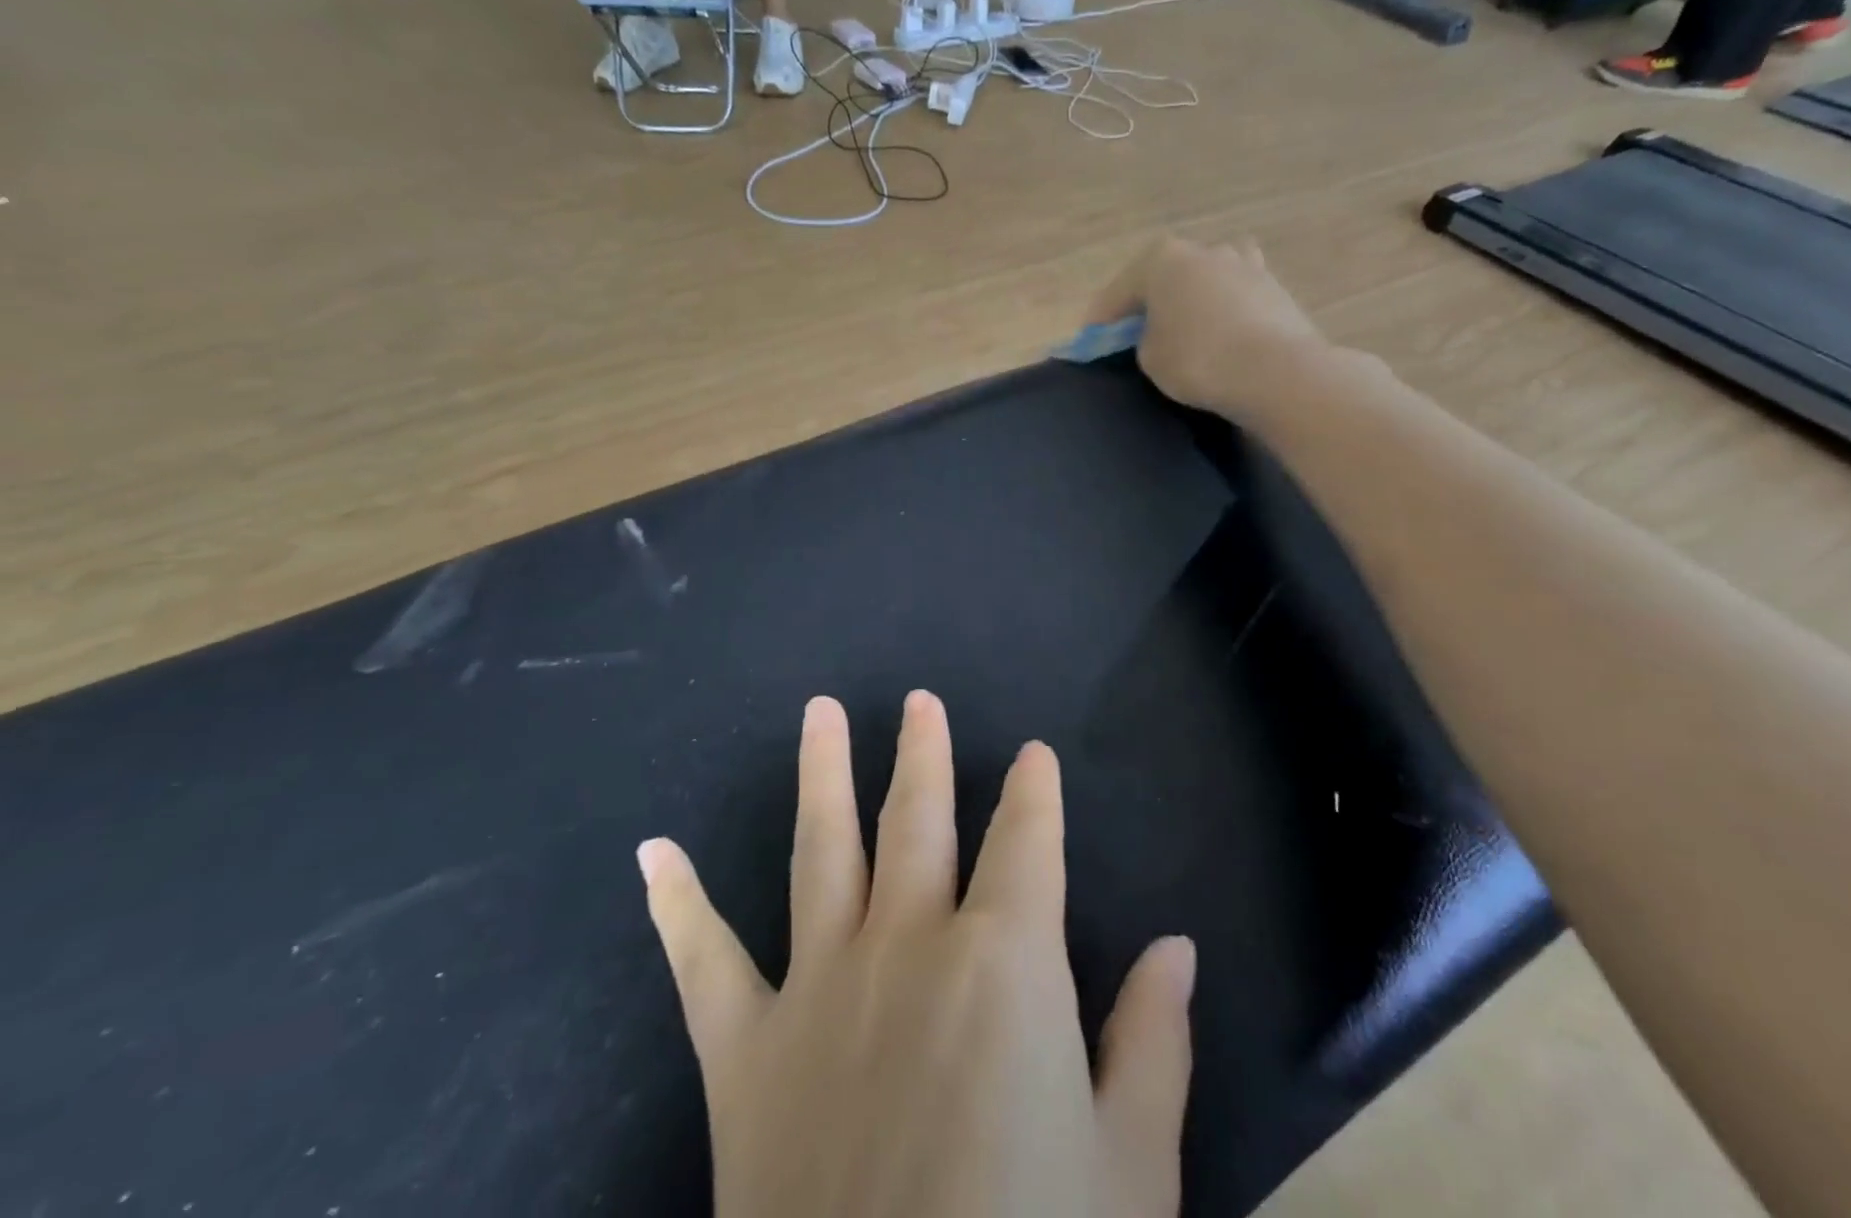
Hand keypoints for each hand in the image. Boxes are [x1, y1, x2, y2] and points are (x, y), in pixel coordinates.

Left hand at [637, 692, 1196, 1217]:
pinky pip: (703, 963)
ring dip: (821, 774)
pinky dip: (675, 904)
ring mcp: (819, 988)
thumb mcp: (1130, 1172)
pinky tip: (652, 854)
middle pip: (918, 819)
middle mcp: (907, 944)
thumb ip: (1151, 1042)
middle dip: (922, 753)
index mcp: (1003, 960)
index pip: (1027, 841)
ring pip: (822, 850)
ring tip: (819, 713)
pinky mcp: (746, 1053)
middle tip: (917, 701)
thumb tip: (1176, 947)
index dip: (1035, 793)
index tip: (1033, 756)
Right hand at [1089, 239, 1320, 417]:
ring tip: (1184, 328)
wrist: (1275, 372)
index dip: (1100, 320)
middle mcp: (1204, 250)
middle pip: (1165, 278)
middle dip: (1149, 303)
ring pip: (1204, 281)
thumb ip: (1144, 338)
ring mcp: (1245, 264)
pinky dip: (1222, 312)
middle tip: (1135, 333)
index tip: (1089, 342)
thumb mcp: (1149, 356)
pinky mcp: (1274, 288)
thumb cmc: (1197, 359)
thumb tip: (1160, 332)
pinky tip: (1220, 334)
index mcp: (1163, 258)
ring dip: (1190, 300)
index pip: (1118, 291)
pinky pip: (1233, 298)